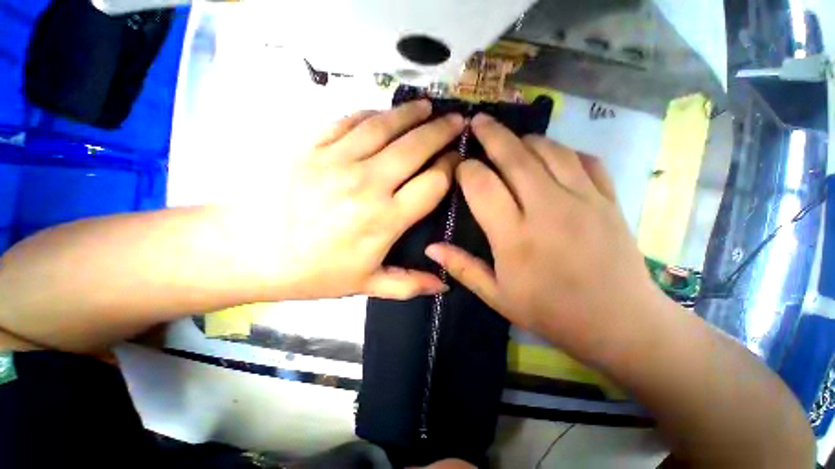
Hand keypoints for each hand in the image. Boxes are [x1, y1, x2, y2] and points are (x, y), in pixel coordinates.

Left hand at [266, 101, 463, 299]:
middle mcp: (367, 184)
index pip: (432, 184)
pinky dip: (371, 113)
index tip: (459, 160)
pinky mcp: (312, 146)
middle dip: (442, 131)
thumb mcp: (365, 285)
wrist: (247, 251)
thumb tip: (443, 286)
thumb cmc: (312, 273)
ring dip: (411, 114)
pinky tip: (384, 113)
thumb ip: (408, 284)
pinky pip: (349, 121)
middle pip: (415, 148)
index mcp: (384, 219)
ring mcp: (338, 160)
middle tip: (457, 121)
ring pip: (385, 127)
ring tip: (429, 106)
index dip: (450, 168)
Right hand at [425, 114, 662, 361]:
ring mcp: (583, 199)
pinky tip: (552, 155)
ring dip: (525, 139)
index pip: (482, 186)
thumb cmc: (550, 312)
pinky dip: (564, 150)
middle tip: (477, 121)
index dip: (466, 170)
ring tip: (511, 139)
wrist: (619, 323)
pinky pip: (584, 159)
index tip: (459, 167)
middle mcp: (547, 209)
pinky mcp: (609, 199)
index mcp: (514, 236)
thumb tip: (430, 248)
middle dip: (491, 135)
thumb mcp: (497, 296)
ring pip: (549, 150)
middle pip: (514, 156)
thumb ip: (462, 267)